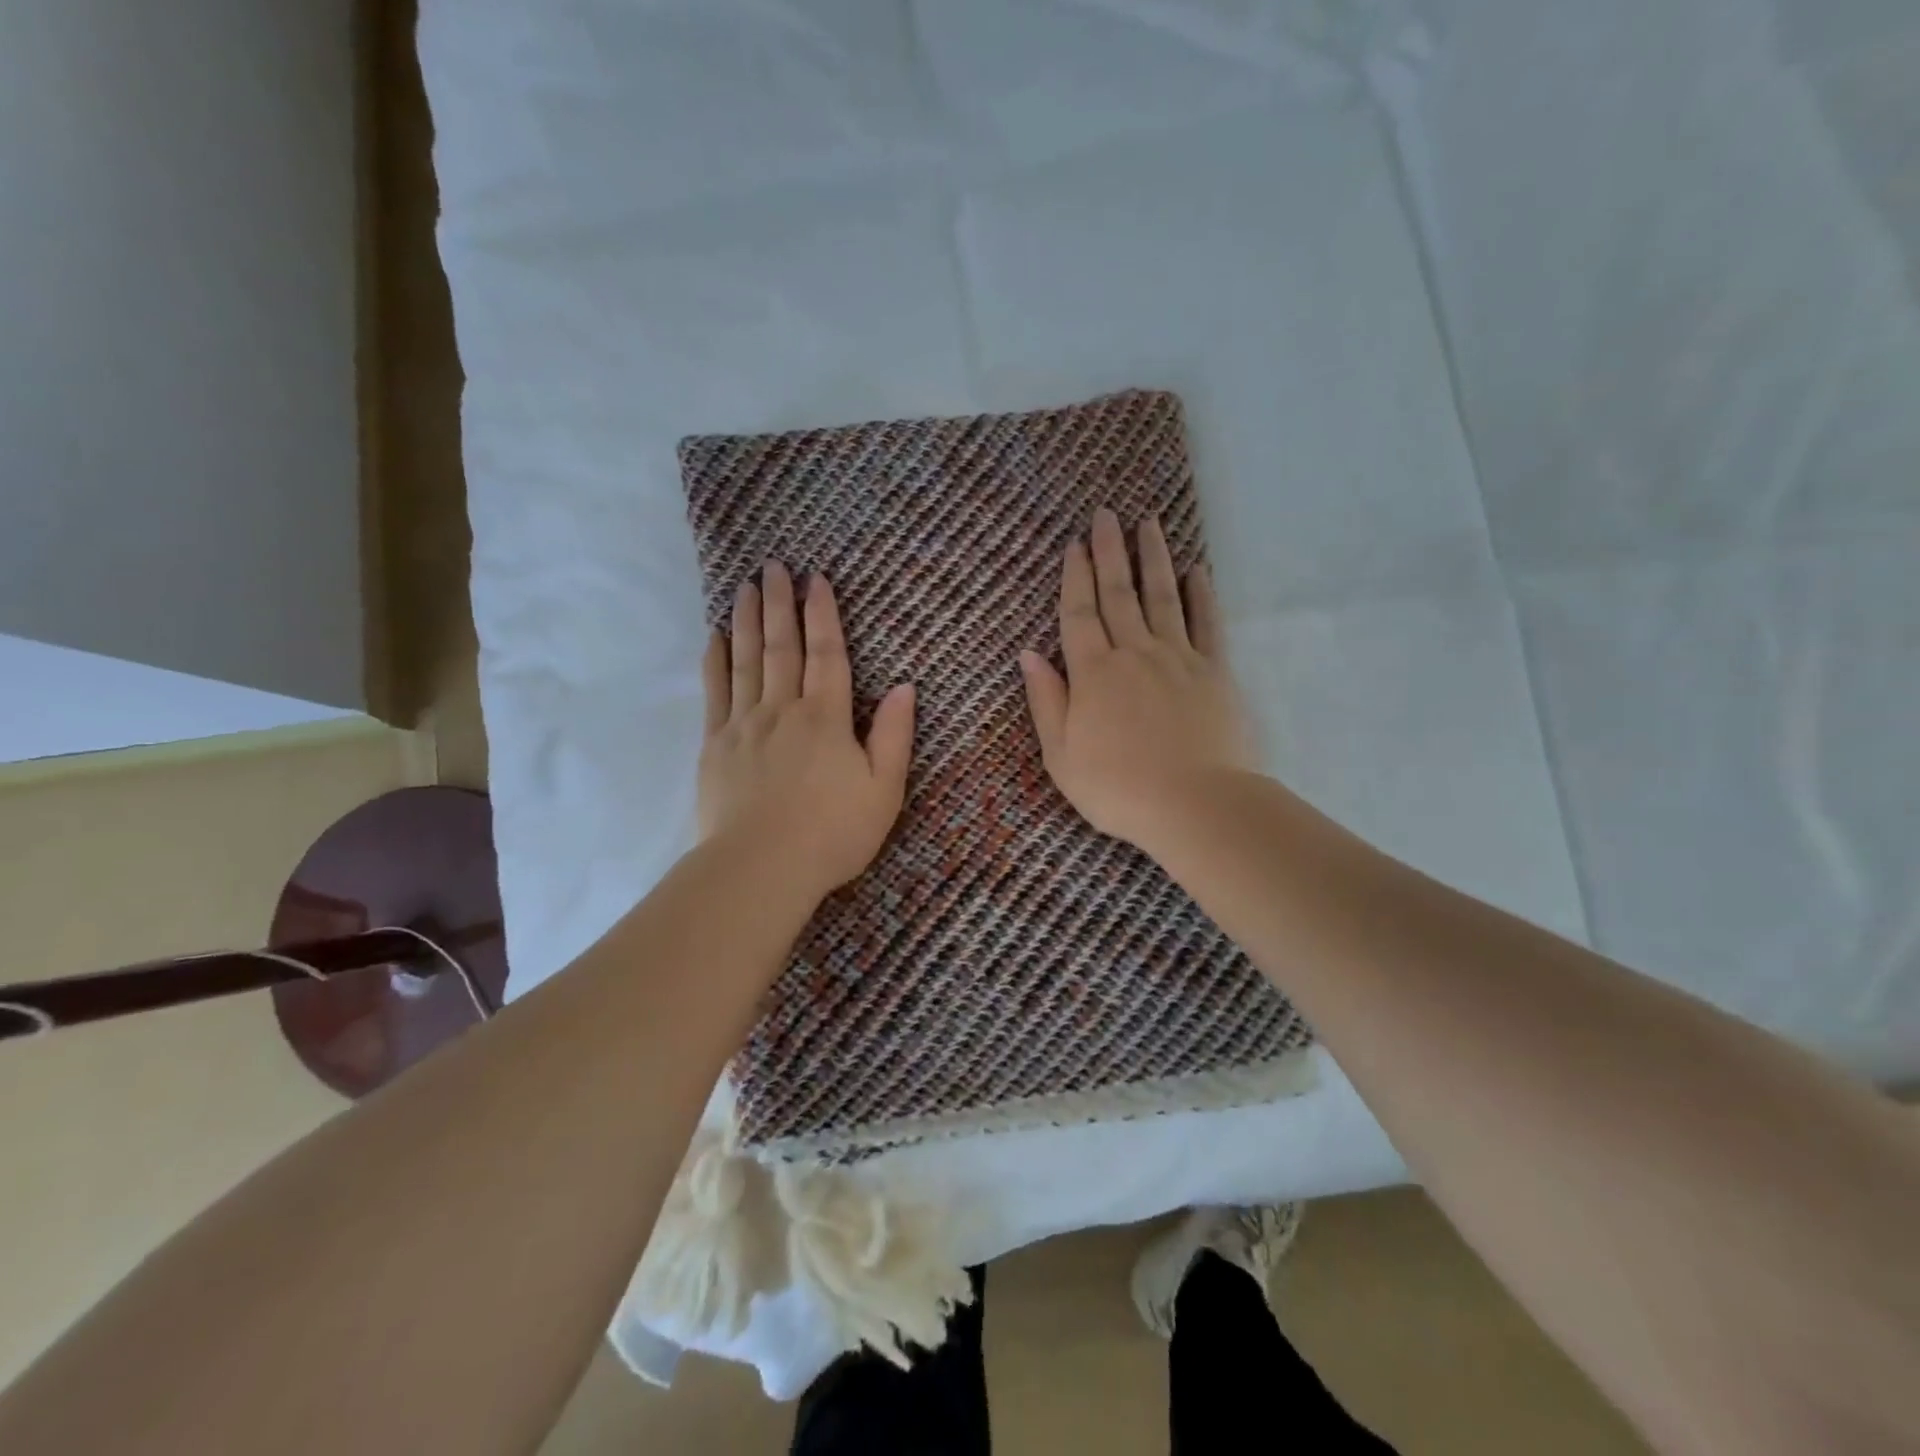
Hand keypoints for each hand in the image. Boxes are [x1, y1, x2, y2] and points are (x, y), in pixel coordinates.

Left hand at [699, 561, 915, 897]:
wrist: (761, 868)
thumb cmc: (833, 832)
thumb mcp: (884, 789)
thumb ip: (894, 736)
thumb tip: (905, 687)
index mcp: (826, 717)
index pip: (827, 653)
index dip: (823, 614)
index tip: (816, 579)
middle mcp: (783, 709)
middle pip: (781, 646)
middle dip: (779, 603)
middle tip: (772, 566)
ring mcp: (744, 725)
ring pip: (746, 660)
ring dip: (746, 620)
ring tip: (744, 586)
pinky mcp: (715, 746)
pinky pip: (715, 692)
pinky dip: (716, 661)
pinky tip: (715, 638)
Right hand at [1018, 508, 1259, 852]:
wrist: (1195, 805)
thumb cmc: (1118, 789)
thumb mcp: (1062, 755)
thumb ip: (1046, 702)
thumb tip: (1028, 655)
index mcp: (1093, 674)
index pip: (1079, 615)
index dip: (1075, 578)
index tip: (1074, 544)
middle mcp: (1134, 654)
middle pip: (1119, 594)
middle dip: (1110, 552)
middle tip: (1107, 514)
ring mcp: (1178, 659)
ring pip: (1162, 597)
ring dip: (1153, 559)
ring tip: (1149, 524)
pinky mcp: (1214, 672)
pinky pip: (1206, 624)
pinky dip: (1201, 595)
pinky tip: (1197, 571)